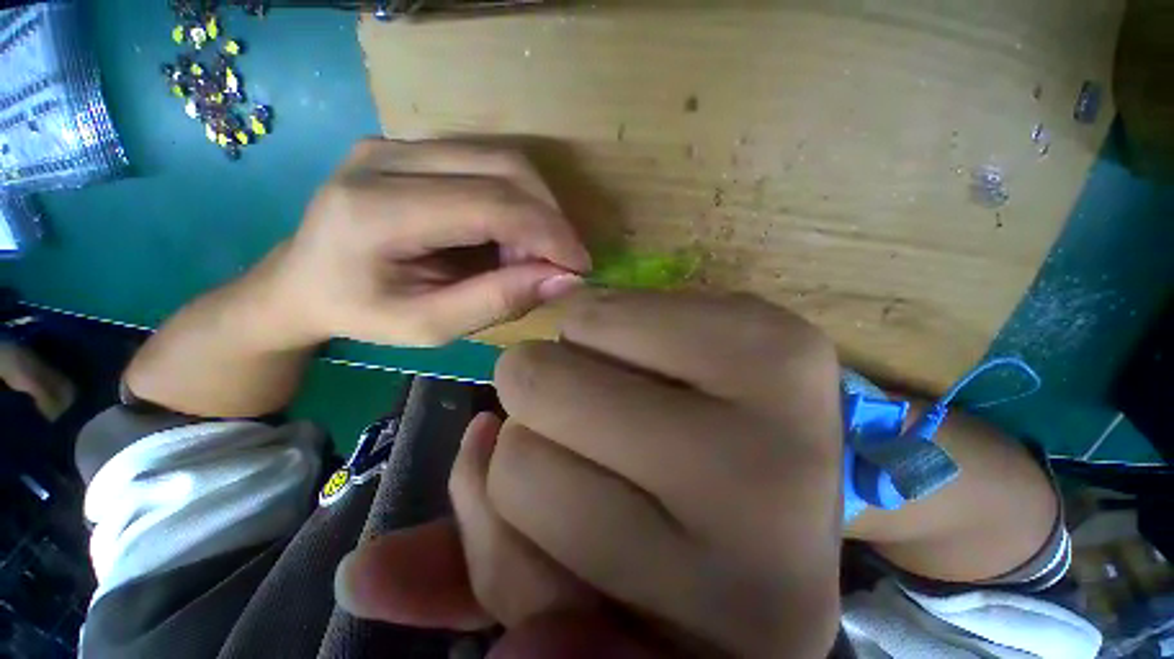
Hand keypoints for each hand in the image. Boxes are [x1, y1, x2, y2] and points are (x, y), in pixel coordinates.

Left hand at [265, 139, 591, 347]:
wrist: (301, 282)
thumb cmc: (362, 313)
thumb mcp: (431, 327)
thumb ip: (499, 301)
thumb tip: (564, 279)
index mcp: (378, 211)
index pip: (491, 204)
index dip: (549, 233)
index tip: (581, 266)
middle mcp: (384, 157)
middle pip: (503, 167)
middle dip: (548, 219)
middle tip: (556, 264)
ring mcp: (396, 143)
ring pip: (501, 159)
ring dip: (535, 209)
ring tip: (530, 255)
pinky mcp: (409, 146)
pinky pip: (486, 162)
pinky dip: (516, 200)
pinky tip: (510, 236)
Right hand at [337, 292, 844, 656]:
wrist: (810, 457)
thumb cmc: (693, 517)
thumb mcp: (591, 570)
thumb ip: (484, 579)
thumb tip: (365, 581)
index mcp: (711, 630)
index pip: (515, 527)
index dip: (507, 488)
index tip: (546, 470)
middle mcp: (756, 537)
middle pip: (527, 443)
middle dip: (536, 417)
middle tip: (589, 415)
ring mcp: (779, 423)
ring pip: (561, 359)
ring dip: (565, 365)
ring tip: (623, 382)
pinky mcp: (775, 341)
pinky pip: (611, 309)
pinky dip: (604, 323)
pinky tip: (656, 351)